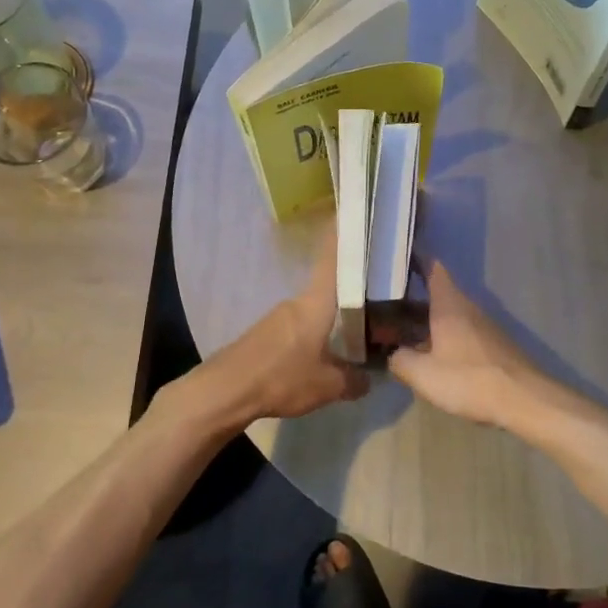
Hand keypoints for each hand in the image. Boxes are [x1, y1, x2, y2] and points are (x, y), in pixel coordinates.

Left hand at [207, 227, 369, 422]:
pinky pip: (300, 326)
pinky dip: (318, 334)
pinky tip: (328, 352)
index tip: (359, 215)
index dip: (345, 234)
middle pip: (330, 287)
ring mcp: (278, 317)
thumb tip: (368, 379)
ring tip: (361, 332)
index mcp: (315, 302)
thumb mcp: (328, 386)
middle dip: (354, 291)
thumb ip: (354, 380)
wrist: (224, 392)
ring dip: (336, 317)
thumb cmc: (281, 378)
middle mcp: (297, 301)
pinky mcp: (266, 335)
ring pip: (316, 310)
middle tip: (383, 299)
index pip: (332, 257)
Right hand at [389, 261, 547, 427]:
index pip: (433, 269)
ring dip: (430, 320)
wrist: (524, 400)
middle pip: (440, 294)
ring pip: (452, 315)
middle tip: (388, 305)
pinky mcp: (494, 346)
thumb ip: (400, 360)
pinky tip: (434, 356)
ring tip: (405, 332)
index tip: (399, 257)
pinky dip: (445, 337)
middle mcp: (469, 308)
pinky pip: (463, 332)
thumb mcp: (423, 374)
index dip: (417, 259)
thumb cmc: (469, 379)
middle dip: (415, 298)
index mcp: (449, 305)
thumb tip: (393, 353)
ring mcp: (485, 327)